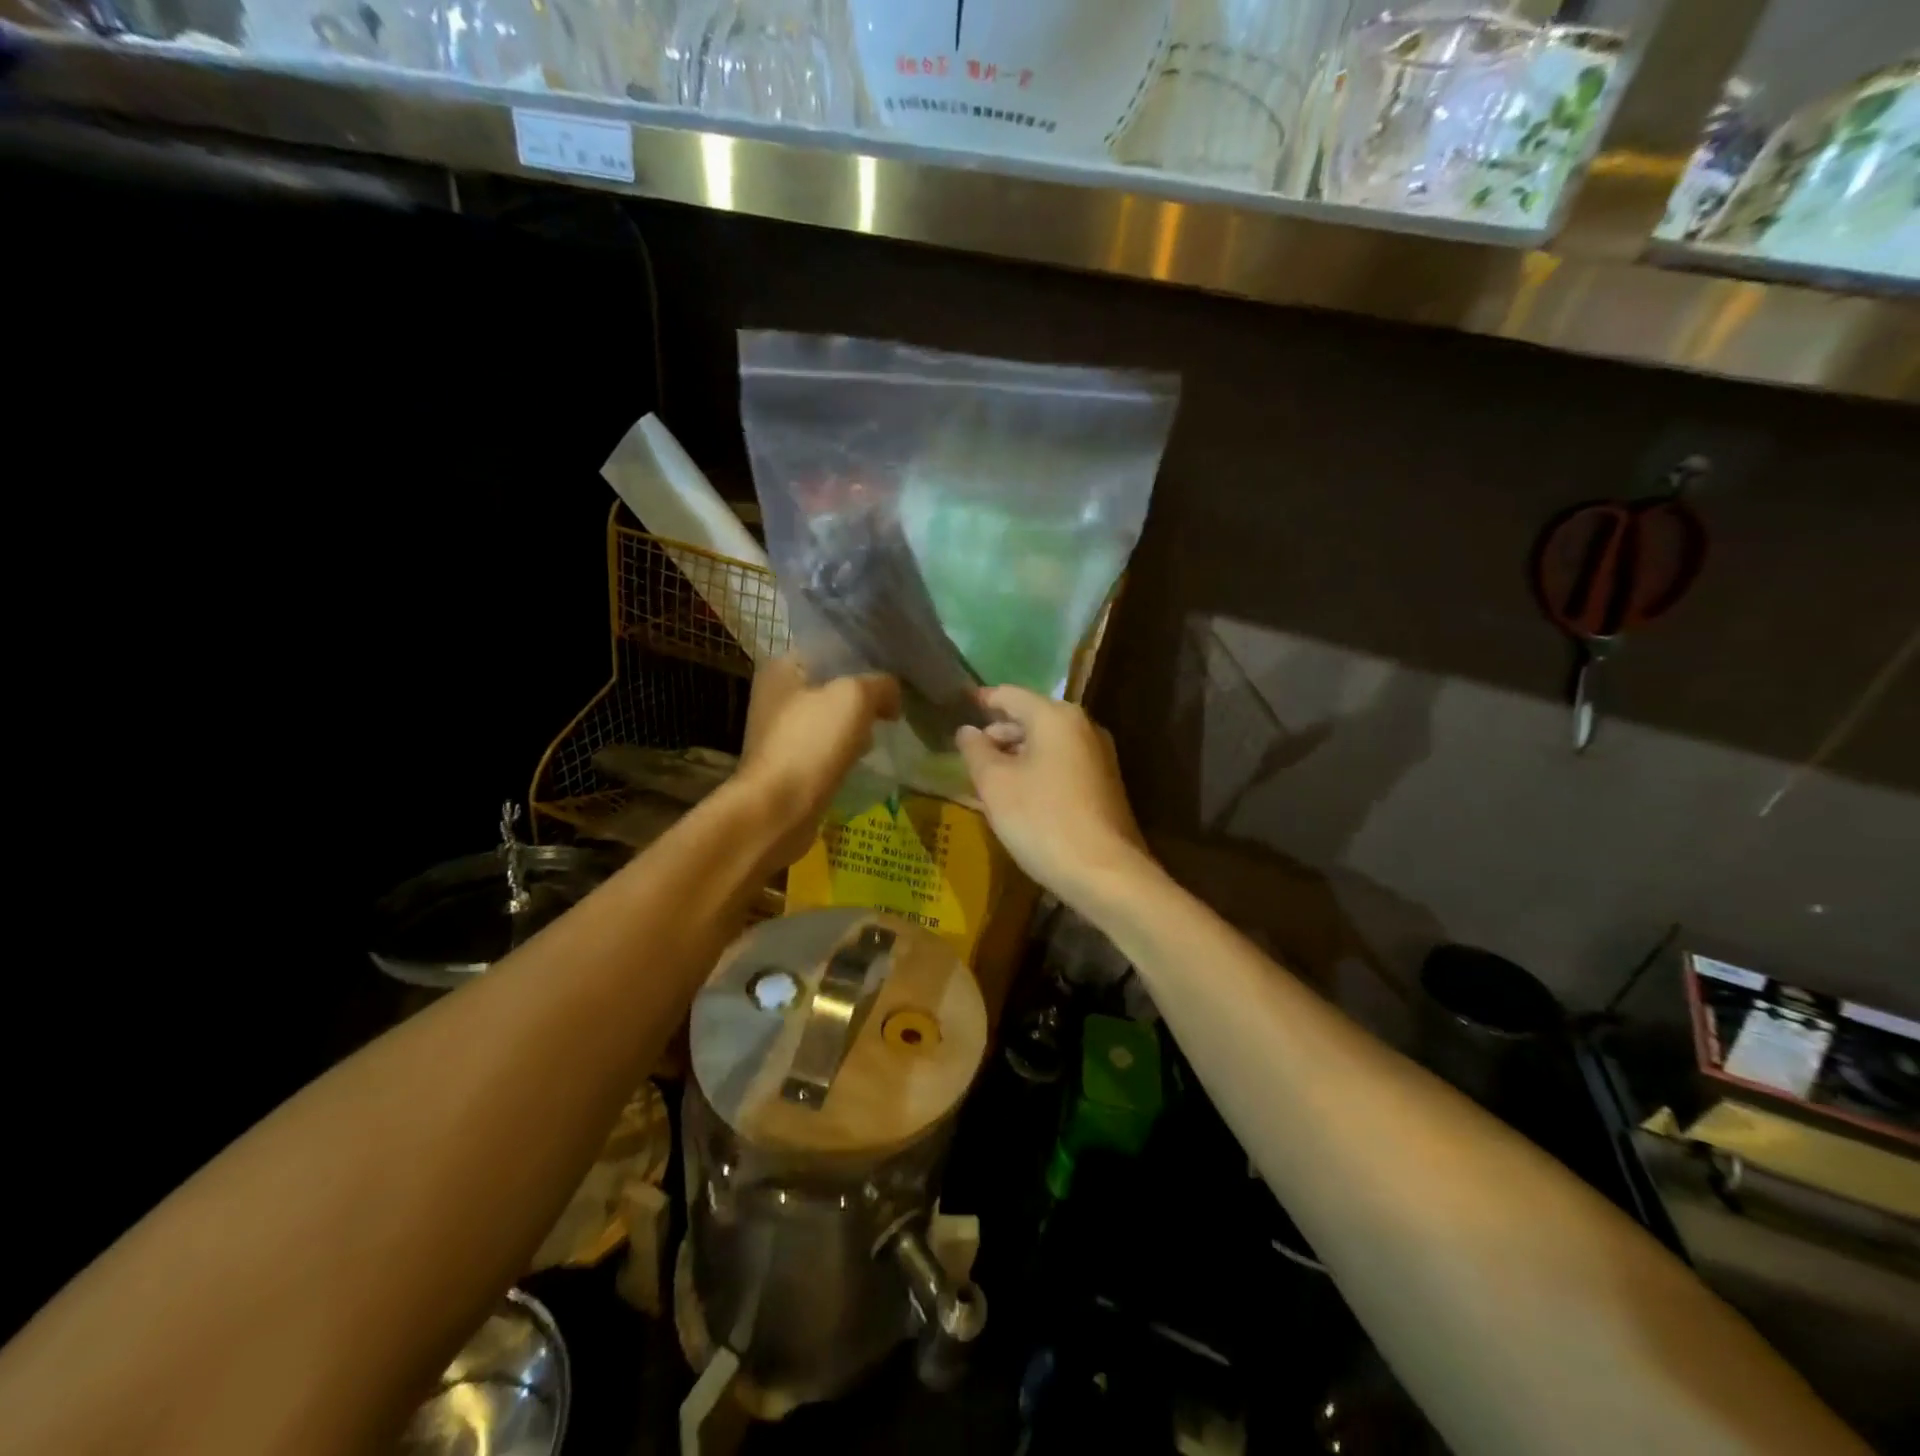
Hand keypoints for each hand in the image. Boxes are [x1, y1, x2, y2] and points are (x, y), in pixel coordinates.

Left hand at [737, 657, 900, 865]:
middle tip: (892, 703)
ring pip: (831, 717)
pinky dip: (846, 749)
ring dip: (857, 723)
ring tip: (884, 730)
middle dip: (863, 693)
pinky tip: (864, 757)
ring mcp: (781, 732)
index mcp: (782, 668)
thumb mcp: (856, 697)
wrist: (780, 809)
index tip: (892, 670)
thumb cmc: (812, 743)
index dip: (862, 655)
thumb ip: (881, 685)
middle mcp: (776, 695)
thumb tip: (892, 697)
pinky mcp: (790, 763)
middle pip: (831, 684)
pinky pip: (827, 746)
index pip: (829, 648)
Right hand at [956, 685, 1152, 905]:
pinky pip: (1061, 763)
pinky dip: (1036, 770)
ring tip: (987, 775)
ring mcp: (1098, 755)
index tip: (957, 705)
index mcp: (1056, 717)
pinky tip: (1017, 794)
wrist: (1104, 872)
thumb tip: (967, 731)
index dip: (982, 700)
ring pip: (1047, 743)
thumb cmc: (1042, 820)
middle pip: (1031, 717)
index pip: (1010, 695)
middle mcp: (1083, 726)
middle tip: (968, 751)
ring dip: (1016, 754)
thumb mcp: (995, 785)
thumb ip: (976, 751)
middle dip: (998, 732)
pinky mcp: (1104, 783)